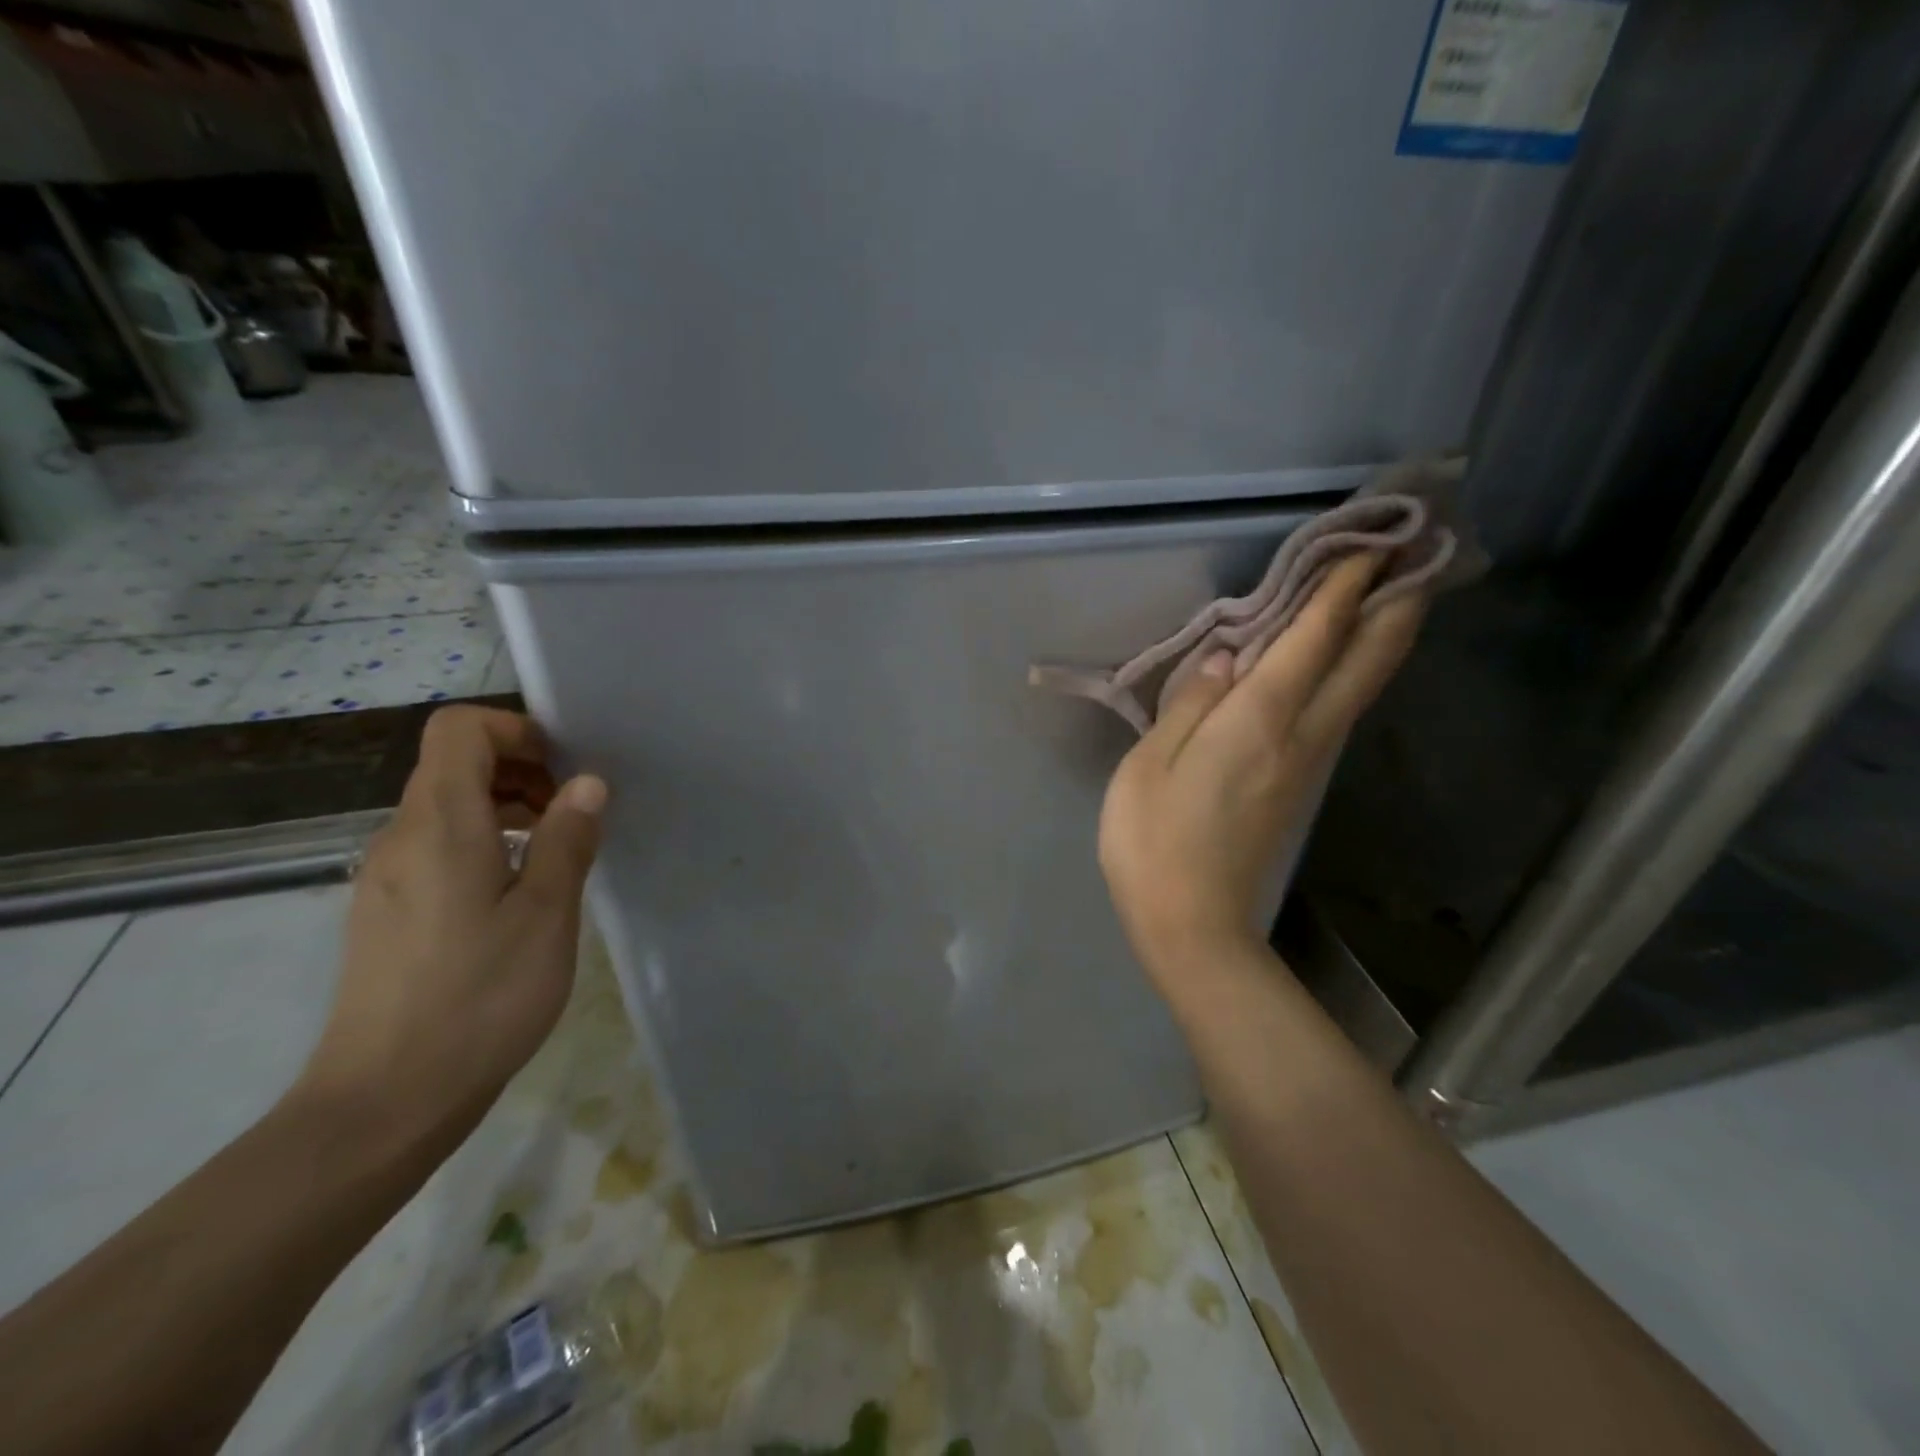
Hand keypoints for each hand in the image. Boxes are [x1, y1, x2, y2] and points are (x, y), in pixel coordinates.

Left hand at [298, 707, 606, 1141]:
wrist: (385, 1100)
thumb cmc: (479, 997)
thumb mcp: (546, 914)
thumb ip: (566, 838)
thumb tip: (586, 783)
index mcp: (440, 825)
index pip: (459, 730)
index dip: (515, 729)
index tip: (565, 768)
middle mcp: (401, 837)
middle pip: (452, 764)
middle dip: (521, 769)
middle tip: (576, 812)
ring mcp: (385, 877)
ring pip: (446, 808)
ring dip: (505, 807)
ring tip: (557, 851)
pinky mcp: (386, 911)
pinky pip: (437, 847)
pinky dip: (483, 843)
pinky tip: (518, 892)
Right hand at [1099, 553, 1424, 997]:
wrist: (1194, 927)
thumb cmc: (1154, 842)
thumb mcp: (1149, 765)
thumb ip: (1190, 703)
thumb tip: (1227, 658)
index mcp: (1259, 721)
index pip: (1314, 637)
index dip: (1344, 586)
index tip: (1374, 541)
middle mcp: (1302, 734)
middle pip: (1367, 661)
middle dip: (1396, 604)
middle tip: (1417, 555)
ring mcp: (1309, 764)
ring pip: (1363, 687)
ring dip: (1383, 636)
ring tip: (1390, 591)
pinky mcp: (1300, 786)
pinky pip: (1339, 712)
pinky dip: (1354, 671)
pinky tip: (1342, 660)